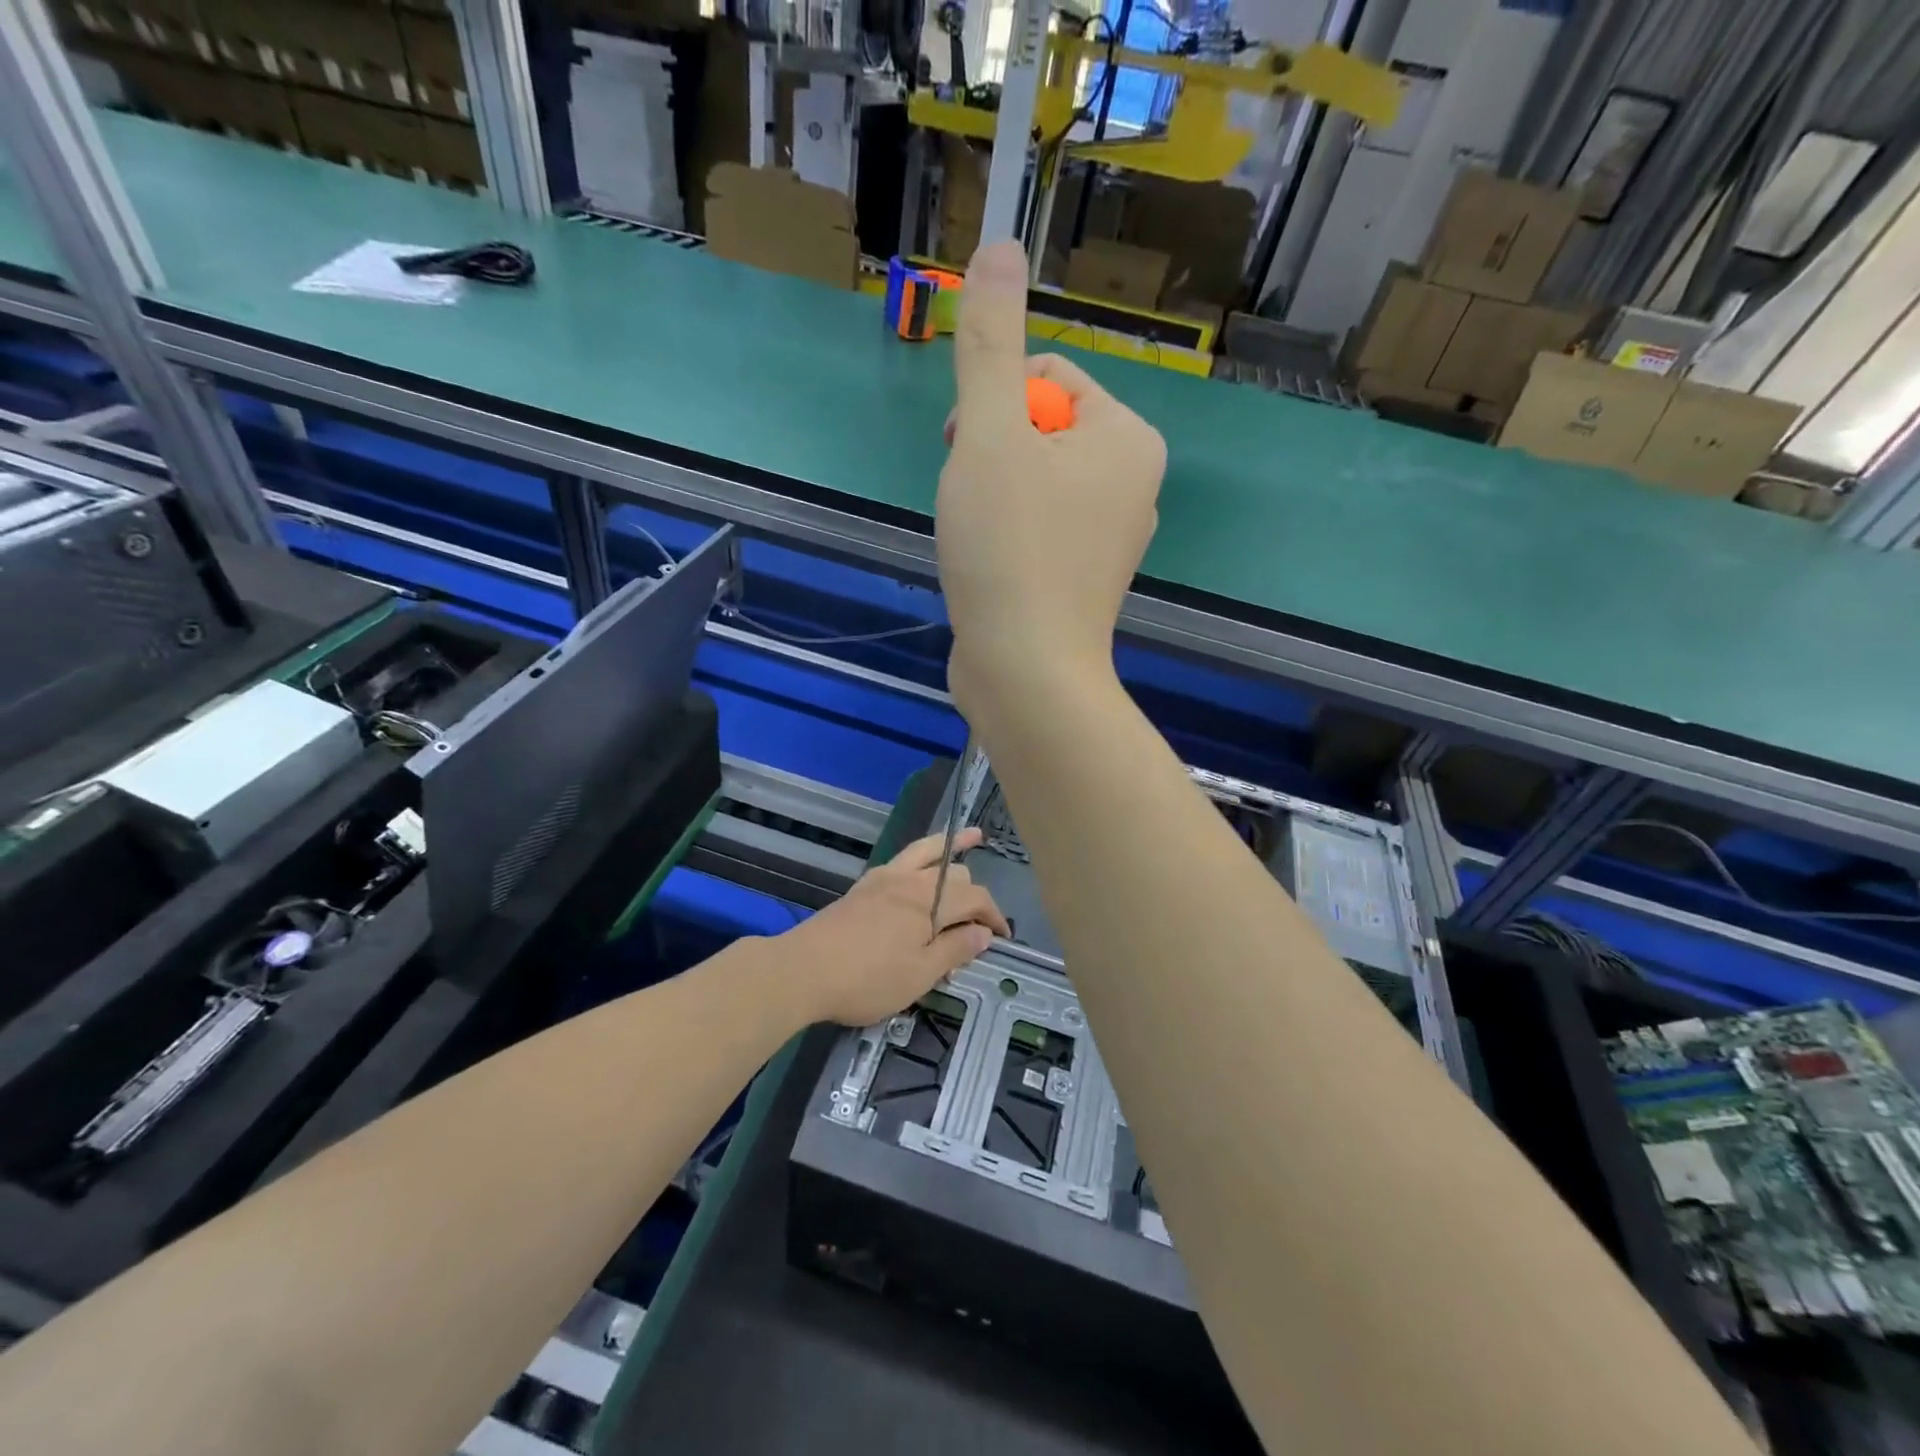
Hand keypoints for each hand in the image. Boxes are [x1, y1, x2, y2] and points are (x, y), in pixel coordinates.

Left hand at [778, 827, 1009, 1026]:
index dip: (995, 917)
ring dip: (953, 845)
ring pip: (928, 851)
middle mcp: (911, 881)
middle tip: (979, 925)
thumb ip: (955, 950)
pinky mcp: (865, 885)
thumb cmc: (866, 980)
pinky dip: (924, 853)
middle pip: (956, 875)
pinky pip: (904, 858)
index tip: (1003, 939)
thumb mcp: (919, 975)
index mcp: (930, 903)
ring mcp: (885, 878)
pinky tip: (922, 863)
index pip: (976, 899)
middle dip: (975, 894)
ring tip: (973, 835)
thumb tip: (984, 933)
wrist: (803, 970)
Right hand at [938, 240, 1165, 715]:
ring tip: (980, 542)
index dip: (992, 409)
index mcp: (1129, 437)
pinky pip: (1036, 531)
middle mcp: (1134, 483)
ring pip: (1032, 485)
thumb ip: (990, 342)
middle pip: (1039, 433)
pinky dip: (1004, 540)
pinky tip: (990, 570)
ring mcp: (1112, 538)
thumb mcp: (990, 433)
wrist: (1026, 671)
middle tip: (974, 505)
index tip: (969, 455)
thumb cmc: (1009, 548)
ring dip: (990, 499)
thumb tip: (999, 245)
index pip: (1048, 380)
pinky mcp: (1084, 580)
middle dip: (991, 458)